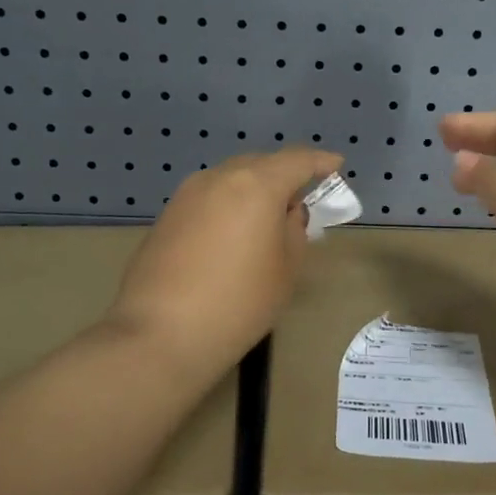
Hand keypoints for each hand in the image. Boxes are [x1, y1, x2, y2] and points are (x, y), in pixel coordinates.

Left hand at [109, 146, 342, 371]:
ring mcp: (187, 194)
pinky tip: (233, 233)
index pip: (296, 160)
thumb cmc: (238, 303)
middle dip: (284, 175)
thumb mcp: (285, 270)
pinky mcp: (167, 215)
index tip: (336, 165)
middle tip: (301, 199)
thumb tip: (287, 211)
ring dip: (253, 189)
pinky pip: (209, 198)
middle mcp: (219, 177)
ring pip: (231, 179)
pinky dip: (229, 205)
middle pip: (260, 163)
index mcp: (256, 184)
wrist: (160, 334)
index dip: (320, 161)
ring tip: (267, 218)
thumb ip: (294, 230)